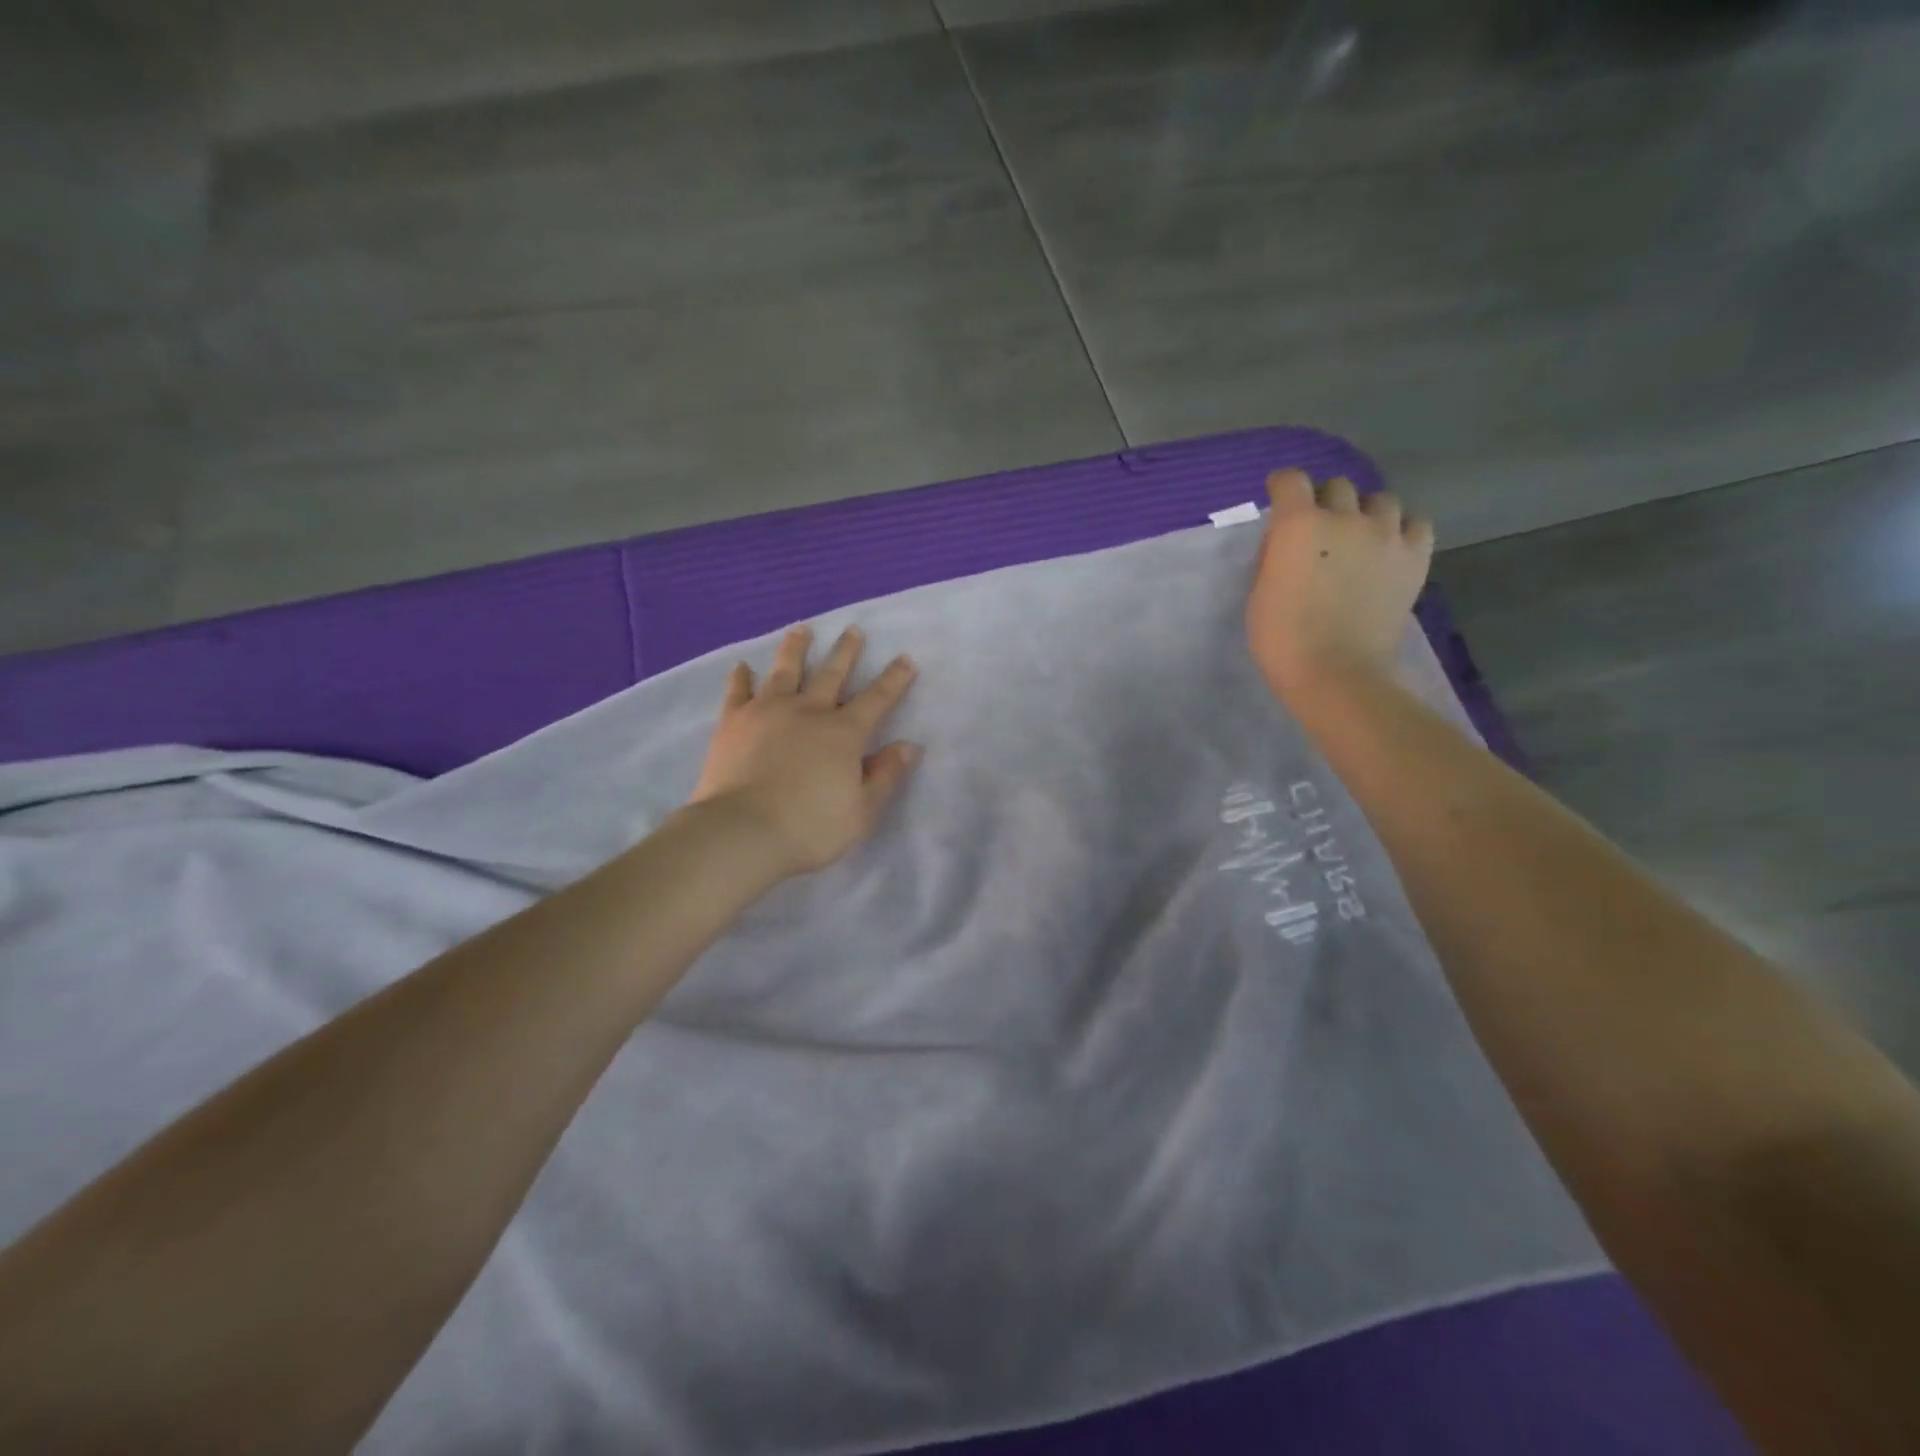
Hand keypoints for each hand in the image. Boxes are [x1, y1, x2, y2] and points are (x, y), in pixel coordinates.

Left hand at [689, 625, 920, 876]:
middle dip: (846, 652)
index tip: (906, 658)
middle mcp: (808, 712)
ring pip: (785, 671)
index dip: (894, 679)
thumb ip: (885, 776)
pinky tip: (741, 666)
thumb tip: (908, 746)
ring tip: (803, 629)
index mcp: (844, 733)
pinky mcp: (733, 722)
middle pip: (832, 675)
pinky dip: (740, 677)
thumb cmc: (810, 828)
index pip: (877, 699)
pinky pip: (737, 692)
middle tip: (854, 629)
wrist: (742, 832)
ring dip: (796, 649)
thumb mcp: (861, 812)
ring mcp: (767, 712)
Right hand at [1246, 468, 1434, 705]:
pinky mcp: (1415, 556)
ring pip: (1379, 499)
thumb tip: (1289, 541)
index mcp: (1299, 525)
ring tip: (1358, 537)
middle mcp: (1345, 518)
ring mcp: (1386, 535)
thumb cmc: (1282, 640)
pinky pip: (1415, 523)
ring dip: (1364, 512)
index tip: (1279, 497)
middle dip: (1324, 500)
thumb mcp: (1259, 593)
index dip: (1282, 485)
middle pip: (1337, 485)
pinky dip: (1401, 529)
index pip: (1290, 480)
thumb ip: (1275, 555)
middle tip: (1318, 527)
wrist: (1336, 674)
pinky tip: (1389, 548)